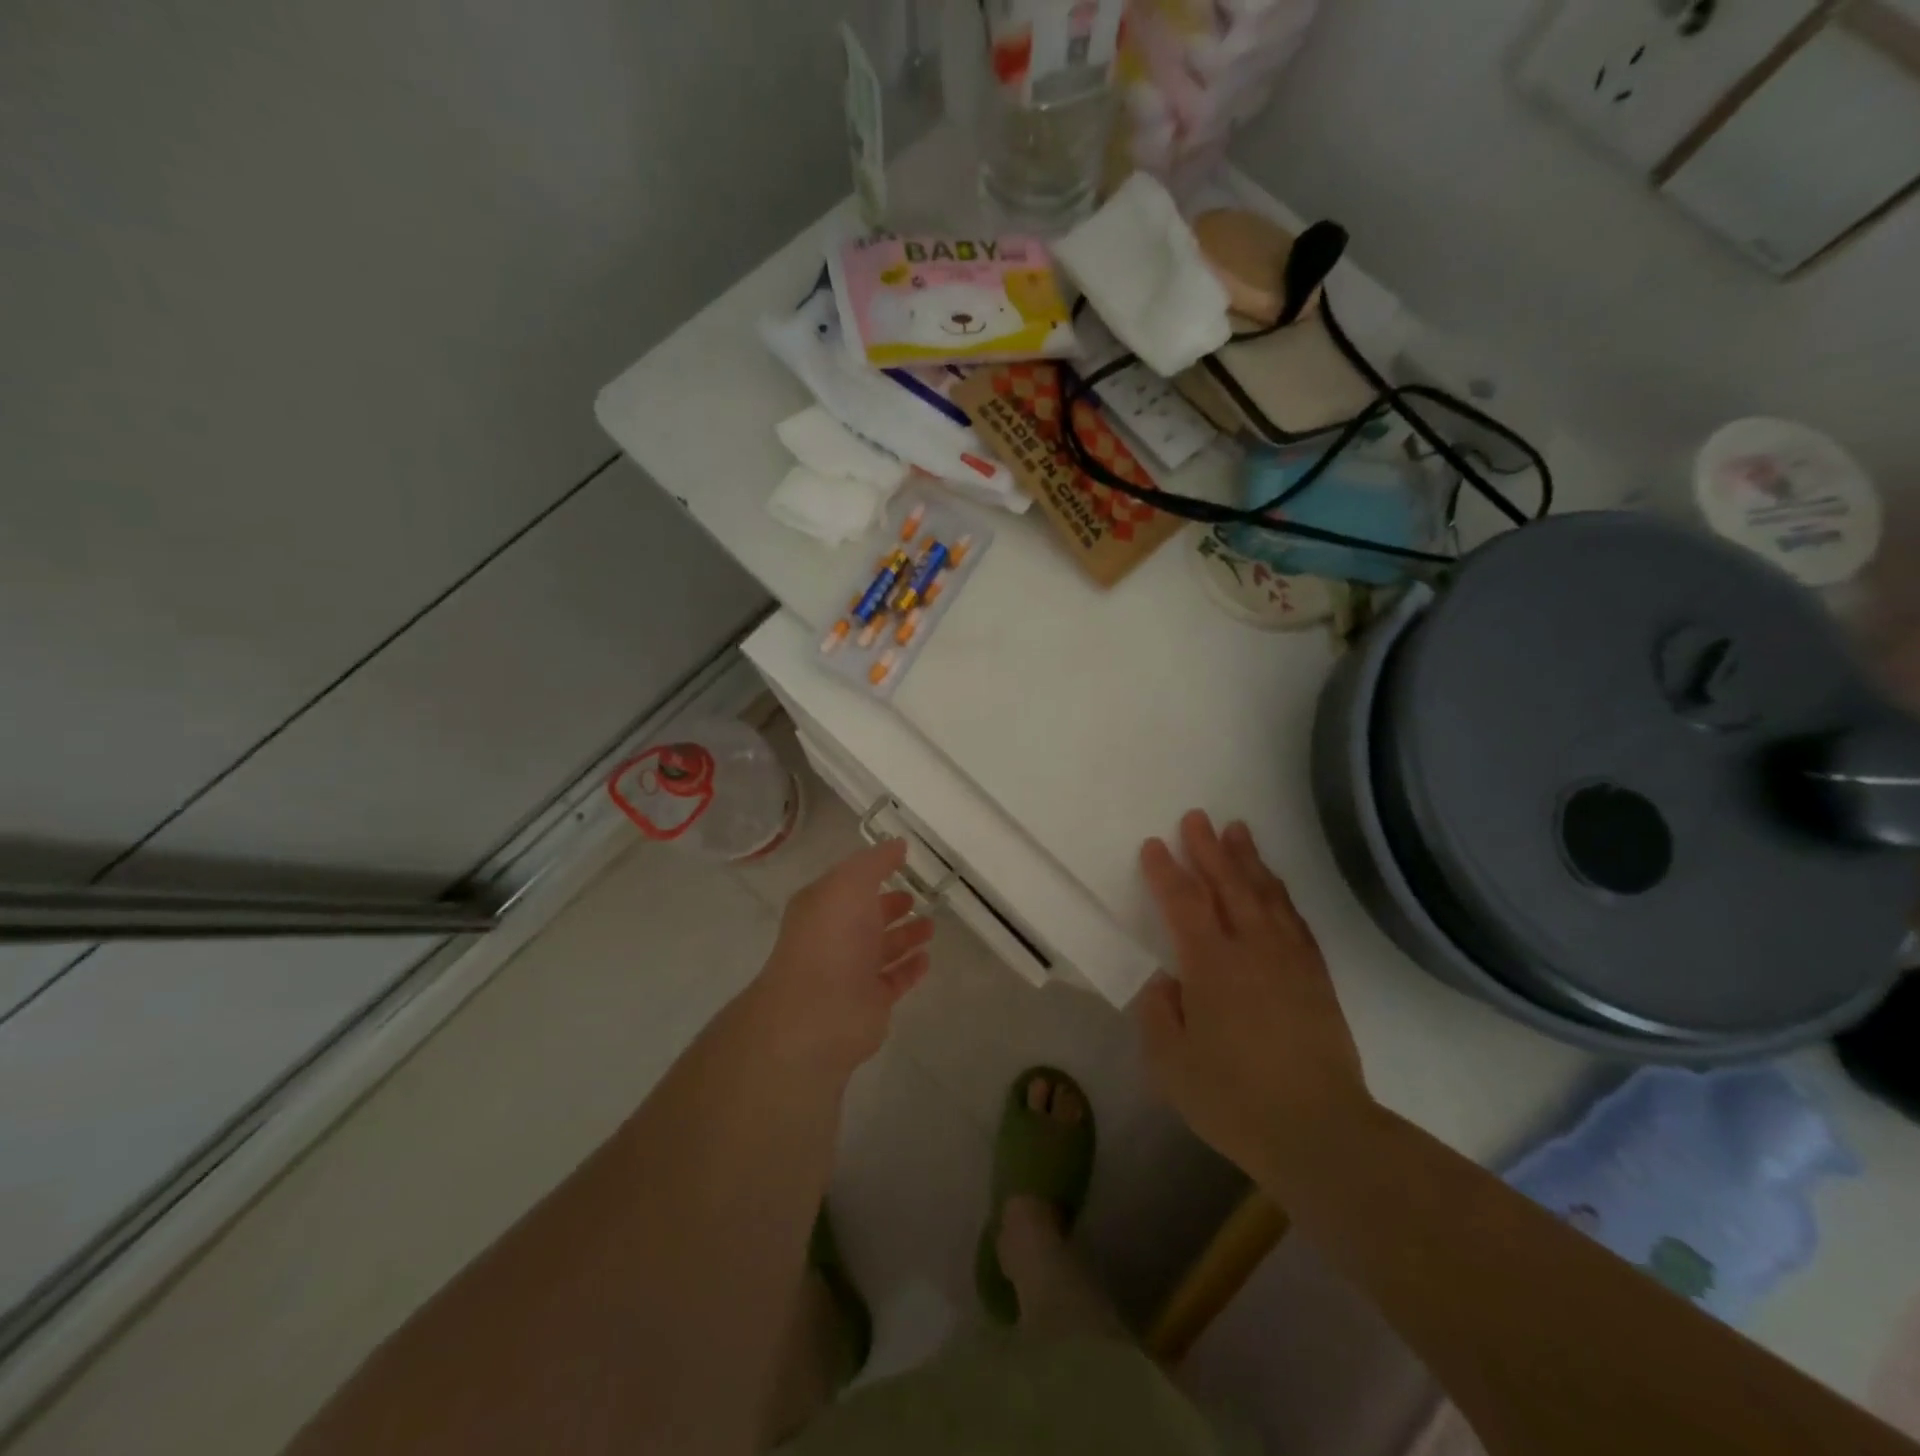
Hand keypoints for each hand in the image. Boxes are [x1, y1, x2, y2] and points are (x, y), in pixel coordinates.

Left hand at [749, 837, 934, 1077]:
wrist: (819, 1013)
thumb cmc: (832, 938)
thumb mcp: (850, 883)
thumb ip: (875, 862)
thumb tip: (897, 845)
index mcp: (822, 906)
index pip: (849, 884)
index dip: (872, 871)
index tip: (902, 861)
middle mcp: (833, 937)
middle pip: (865, 917)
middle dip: (889, 906)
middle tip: (917, 896)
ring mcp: (850, 972)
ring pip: (881, 949)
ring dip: (905, 936)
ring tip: (931, 926)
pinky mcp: (869, 1003)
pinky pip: (894, 980)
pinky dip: (909, 968)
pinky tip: (927, 959)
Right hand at [1136, 810, 1370, 1182]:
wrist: (1319, 1132)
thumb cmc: (1234, 1099)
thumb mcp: (1171, 1064)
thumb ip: (1160, 1013)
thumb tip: (1169, 981)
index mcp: (1210, 965)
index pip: (1184, 903)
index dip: (1167, 872)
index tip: (1154, 845)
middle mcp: (1252, 950)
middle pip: (1228, 885)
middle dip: (1209, 849)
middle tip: (1196, 817)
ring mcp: (1289, 960)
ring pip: (1266, 895)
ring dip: (1248, 860)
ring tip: (1237, 830)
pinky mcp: (1316, 978)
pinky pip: (1296, 921)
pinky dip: (1281, 895)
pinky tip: (1275, 885)